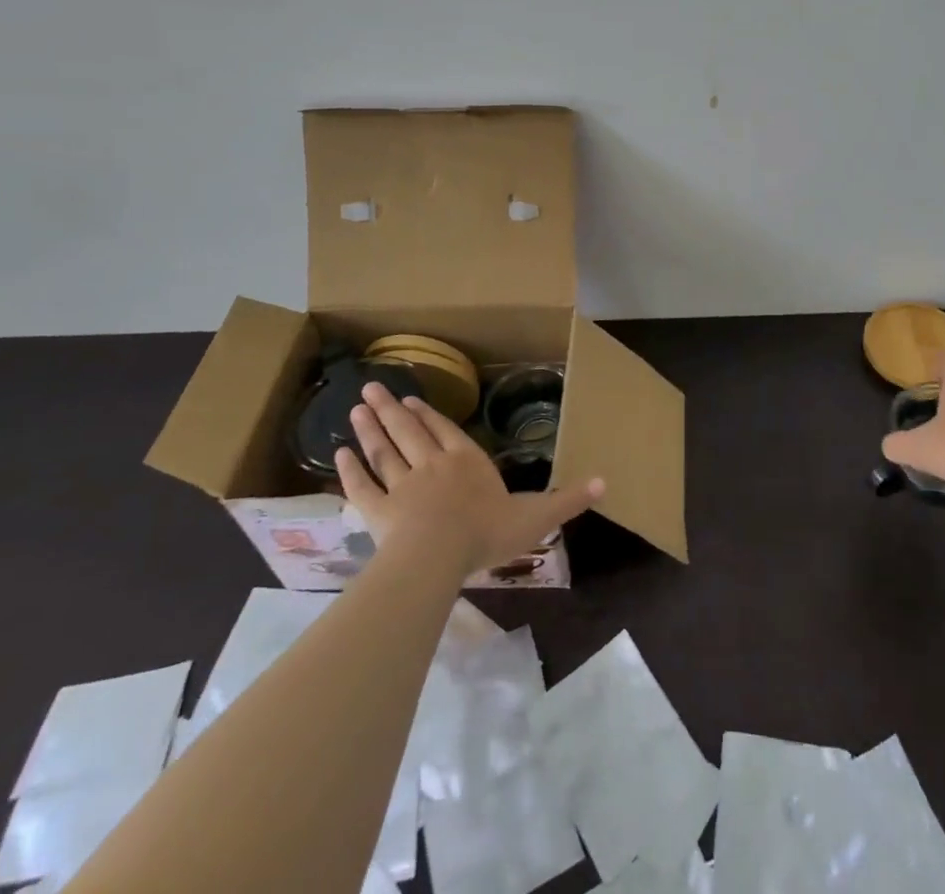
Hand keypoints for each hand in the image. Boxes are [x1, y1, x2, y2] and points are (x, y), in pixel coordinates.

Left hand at [336, 382, 602, 575]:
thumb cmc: (488, 533)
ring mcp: (403, 486)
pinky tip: (338, 455)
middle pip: (409, 432)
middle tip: (371, 388)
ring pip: (384, 451)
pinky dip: (350, 470)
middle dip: (391, 410)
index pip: (446, 432)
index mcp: (468, 463)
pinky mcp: (379, 511)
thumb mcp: (538, 516)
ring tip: (355, 408)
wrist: (439, 556)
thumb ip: (568, 499)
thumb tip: (606, 482)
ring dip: (370, 429)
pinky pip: (362, 487)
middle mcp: (433, 466)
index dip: (430, 416)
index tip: (412, 400)